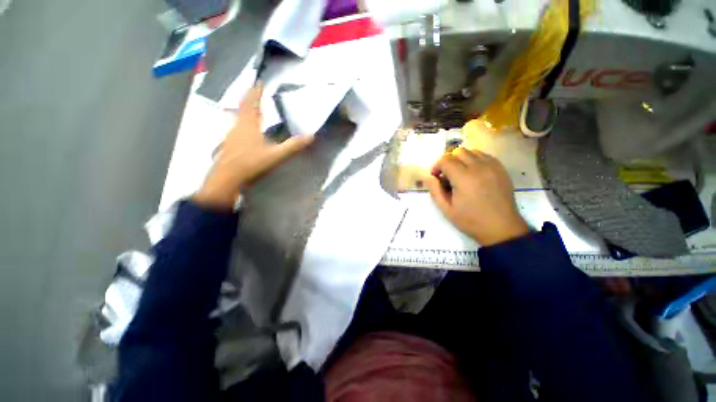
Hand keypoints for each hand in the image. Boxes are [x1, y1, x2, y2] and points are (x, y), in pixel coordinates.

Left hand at [194, 84, 313, 208]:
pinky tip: (242, 128)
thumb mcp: (276, 155)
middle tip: (253, 91)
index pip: (253, 103)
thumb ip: (293, 146)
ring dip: (243, 108)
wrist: (228, 176)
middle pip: (242, 106)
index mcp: (250, 124)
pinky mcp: (228, 142)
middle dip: (249, 97)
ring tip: (249, 106)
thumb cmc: (252, 162)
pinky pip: (235, 125)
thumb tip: (311, 137)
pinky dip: (240, 120)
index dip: (256, 92)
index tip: (260, 82)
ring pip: (236, 115)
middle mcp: (238, 125)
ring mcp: (231, 133)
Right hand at [427, 148, 528, 245]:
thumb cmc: (471, 220)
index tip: (436, 177)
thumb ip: (435, 190)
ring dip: (461, 159)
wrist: (501, 228)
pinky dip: (475, 160)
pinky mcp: (501, 169)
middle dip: (448, 161)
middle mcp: (479, 167)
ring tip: (460, 174)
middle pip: (458, 151)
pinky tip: (473, 174)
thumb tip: (429, 177)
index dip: (437, 166)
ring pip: (472, 151)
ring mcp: (493, 166)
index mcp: (464, 178)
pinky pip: (484, 156)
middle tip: (447, 176)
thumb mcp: (447, 209)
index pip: (446, 159)